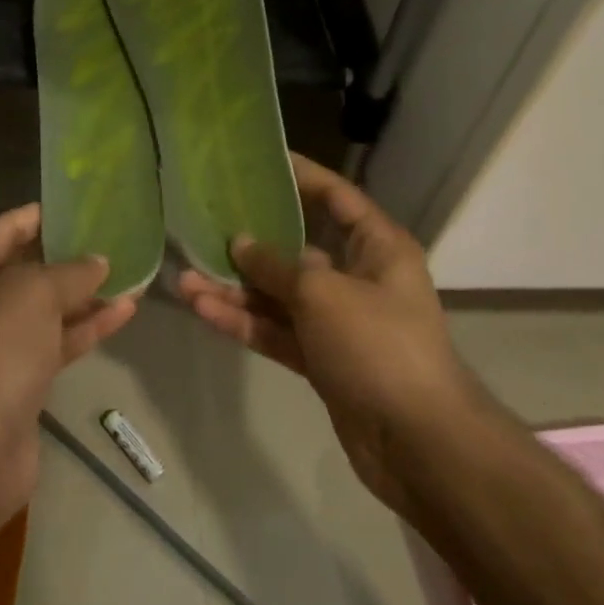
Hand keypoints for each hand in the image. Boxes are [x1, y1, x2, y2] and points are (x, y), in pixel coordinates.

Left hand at [0, 204, 137, 511]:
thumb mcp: (35, 294)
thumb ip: (71, 272)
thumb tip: (98, 262)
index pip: (4, 230)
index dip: (42, 217)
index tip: (81, 207)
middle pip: (26, 270)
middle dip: (70, 258)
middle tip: (114, 239)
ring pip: (45, 309)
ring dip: (85, 294)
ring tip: (132, 274)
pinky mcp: (17, 379)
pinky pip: (54, 342)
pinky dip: (85, 327)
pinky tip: (125, 310)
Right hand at [176, 154, 470, 520]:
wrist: (418, 443)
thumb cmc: (378, 345)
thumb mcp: (322, 294)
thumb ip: (276, 266)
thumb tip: (241, 243)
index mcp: (377, 248)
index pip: (337, 198)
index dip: (302, 176)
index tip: (260, 161)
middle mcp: (358, 278)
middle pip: (297, 249)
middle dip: (250, 244)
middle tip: (204, 226)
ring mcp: (338, 322)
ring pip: (279, 296)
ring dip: (235, 290)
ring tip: (185, 280)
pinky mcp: (321, 359)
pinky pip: (277, 331)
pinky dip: (245, 323)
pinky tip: (203, 311)